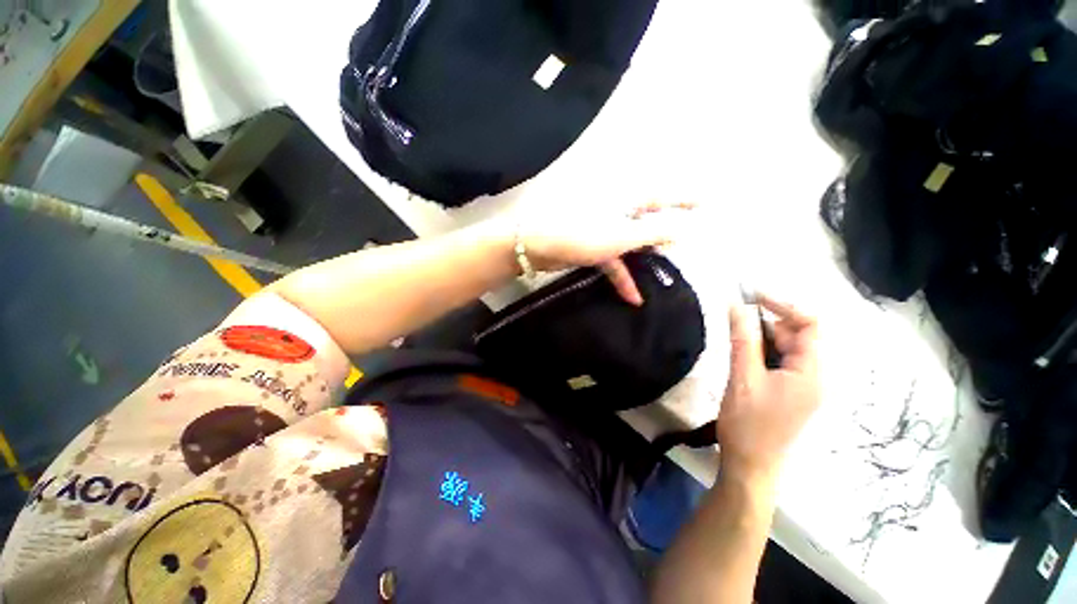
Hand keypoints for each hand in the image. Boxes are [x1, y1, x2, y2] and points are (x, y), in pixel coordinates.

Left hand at [517, 201, 694, 304]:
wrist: (535, 246)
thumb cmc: (579, 235)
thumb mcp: (620, 237)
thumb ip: (651, 233)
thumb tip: (681, 229)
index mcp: (624, 201)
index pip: (661, 196)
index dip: (683, 199)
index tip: (705, 202)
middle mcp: (615, 212)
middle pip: (646, 222)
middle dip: (663, 237)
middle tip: (683, 249)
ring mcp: (602, 230)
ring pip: (630, 245)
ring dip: (643, 263)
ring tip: (661, 280)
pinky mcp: (591, 247)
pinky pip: (613, 260)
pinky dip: (622, 277)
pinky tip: (632, 296)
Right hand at [717, 295, 820, 481]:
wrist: (751, 468)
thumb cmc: (749, 424)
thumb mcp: (743, 377)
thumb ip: (743, 339)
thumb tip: (738, 305)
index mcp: (814, 372)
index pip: (811, 324)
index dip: (784, 305)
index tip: (751, 297)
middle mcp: (818, 377)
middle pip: (800, 336)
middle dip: (770, 324)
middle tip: (736, 324)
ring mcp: (807, 387)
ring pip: (790, 350)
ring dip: (764, 339)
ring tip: (737, 344)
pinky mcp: (794, 395)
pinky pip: (784, 364)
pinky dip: (765, 354)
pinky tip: (745, 360)